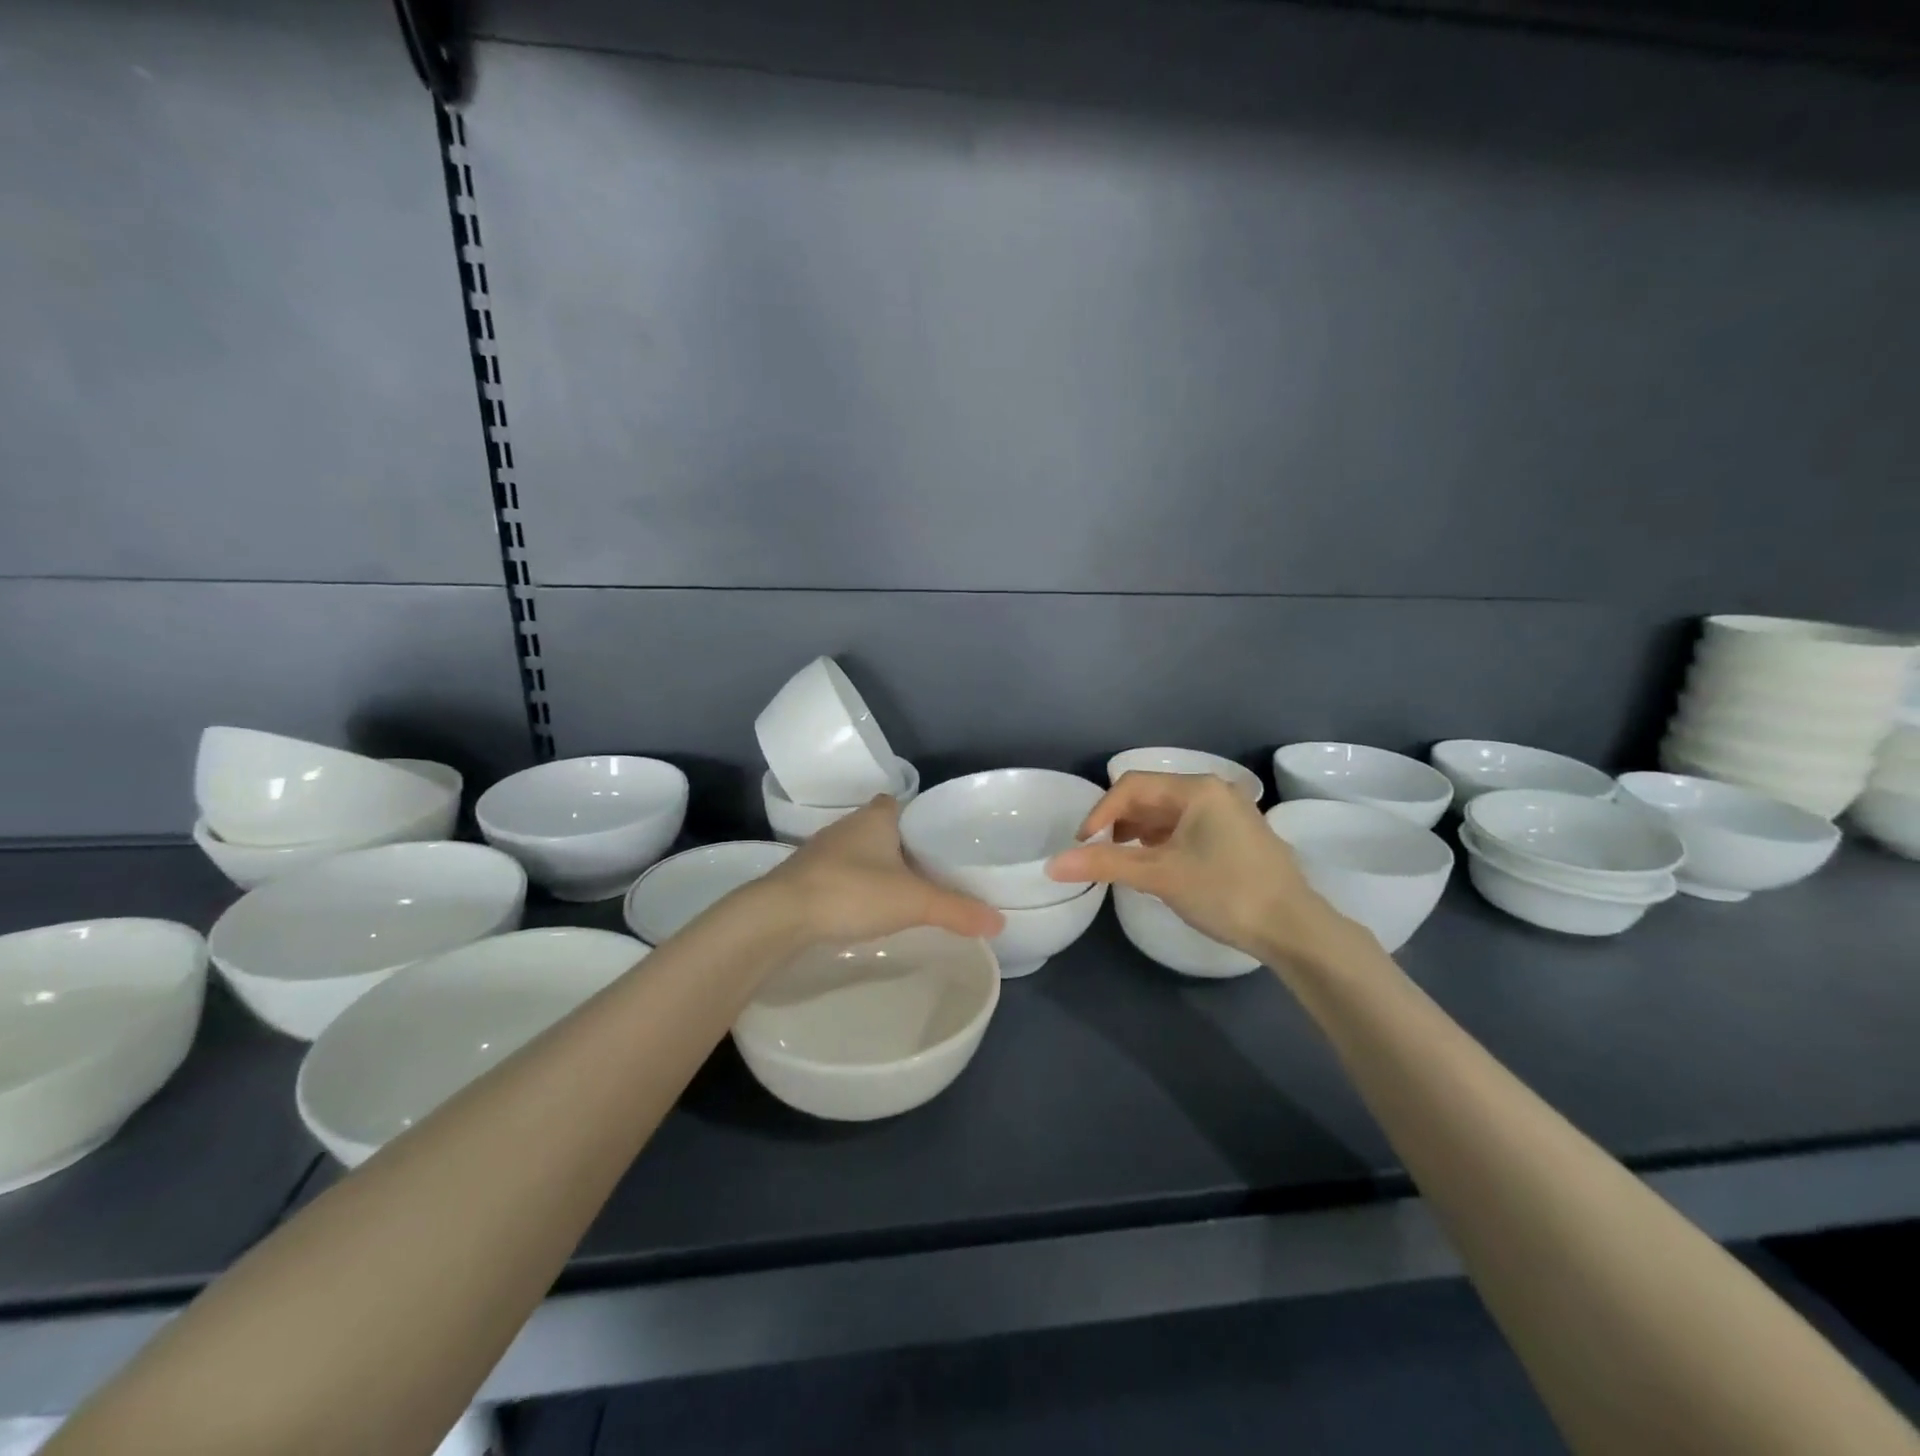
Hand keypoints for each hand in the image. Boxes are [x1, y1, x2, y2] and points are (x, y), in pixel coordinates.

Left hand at [763, 796, 1004, 945]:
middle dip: (901, 846)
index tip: (938, 841)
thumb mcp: (914, 901)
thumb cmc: (851, 891)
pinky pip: (839, 875)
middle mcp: (846, 826)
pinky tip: (865, 909)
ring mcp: (820, 852)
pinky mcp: (803, 878)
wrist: (780, 916)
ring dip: (876, 868)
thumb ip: (957, 910)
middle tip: (929, 871)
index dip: (918, 818)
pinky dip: (855, 887)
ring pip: (858, 853)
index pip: (900, 804)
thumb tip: (1000, 923)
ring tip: (903, 892)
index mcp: (875, 817)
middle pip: (880, 829)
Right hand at [1046, 772, 1352, 964]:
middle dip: (1119, 822)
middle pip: (1150, 796)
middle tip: (1100, 853)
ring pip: (1169, 813)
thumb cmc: (1225, 892)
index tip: (1082, 846)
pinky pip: (1188, 827)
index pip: (1131, 786)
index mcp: (1196, 789)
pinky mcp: (1238, 835)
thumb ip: (1105, 864)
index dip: (1100, 812)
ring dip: (1140, 832)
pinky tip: (1157, 866)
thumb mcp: (1160, 876)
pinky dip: (1164, 841)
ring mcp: (1230, 812)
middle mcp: (1214, 791)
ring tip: (1124, 861)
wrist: (1295, 928)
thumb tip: (1053, 865)